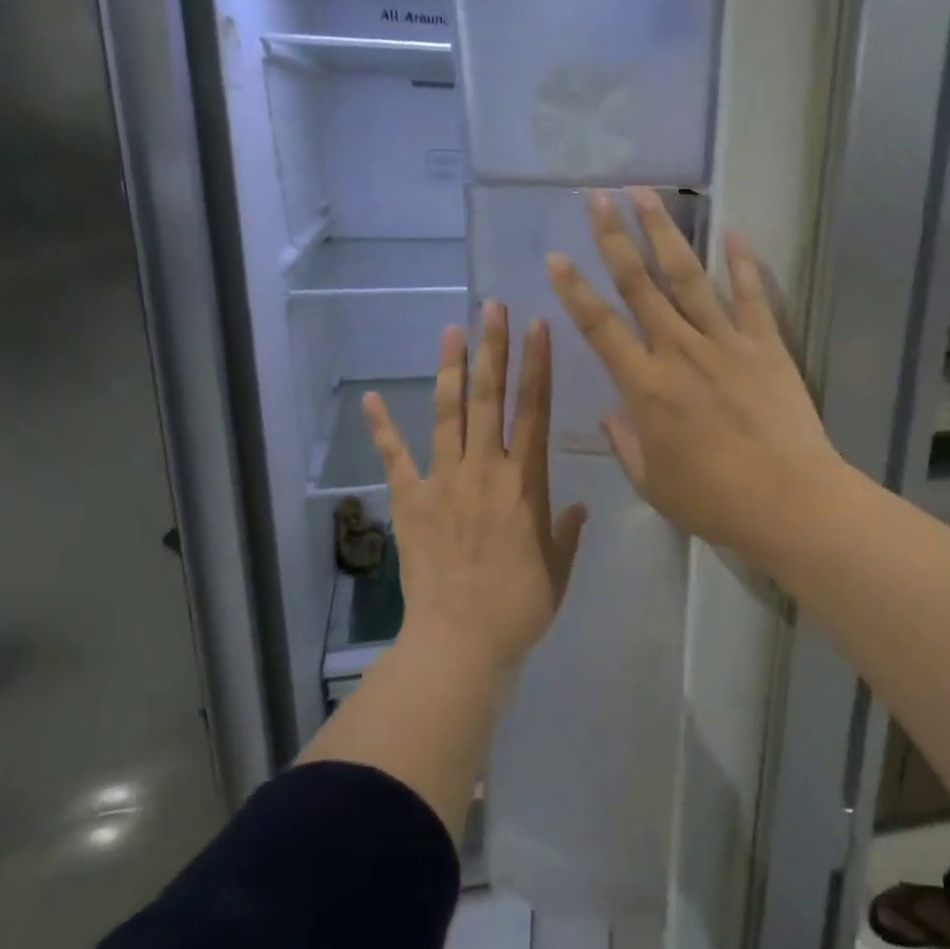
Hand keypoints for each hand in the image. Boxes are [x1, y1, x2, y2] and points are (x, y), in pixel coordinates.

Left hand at [362, 305, 586, 673]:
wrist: (460, 641)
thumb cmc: (518, 607)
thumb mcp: (558, 570)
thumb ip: (568, 532)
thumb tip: (579, 506)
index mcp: (525, 482)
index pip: (535, 411)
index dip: (538, 366)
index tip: (539, 327)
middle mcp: (485, 470)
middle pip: (491, 398)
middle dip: (494, 348)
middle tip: (492, 308)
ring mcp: (444, 482)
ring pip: (449, 414)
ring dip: (451, 369)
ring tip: (452, 329)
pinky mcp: (410, 501)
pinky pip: (395, 458)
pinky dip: (383, 429)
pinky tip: (371, 399)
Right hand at [546, 188, 847, 562]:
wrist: (787, 500)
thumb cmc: (713, 500)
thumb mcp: (652, 482)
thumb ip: (625, 443)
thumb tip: (611, 413)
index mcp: (645, 386)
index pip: (600, 327)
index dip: (574, 291)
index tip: (556, 258)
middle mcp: (679, 351)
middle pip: (640, 285)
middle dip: (614, 238)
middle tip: (598, 198)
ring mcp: (725, 342)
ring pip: (688, 277)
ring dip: (664, 234)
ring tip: (646, 196)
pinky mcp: (766, 345)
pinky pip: (751, 296)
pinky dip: (742, 263)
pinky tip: (733, 232)